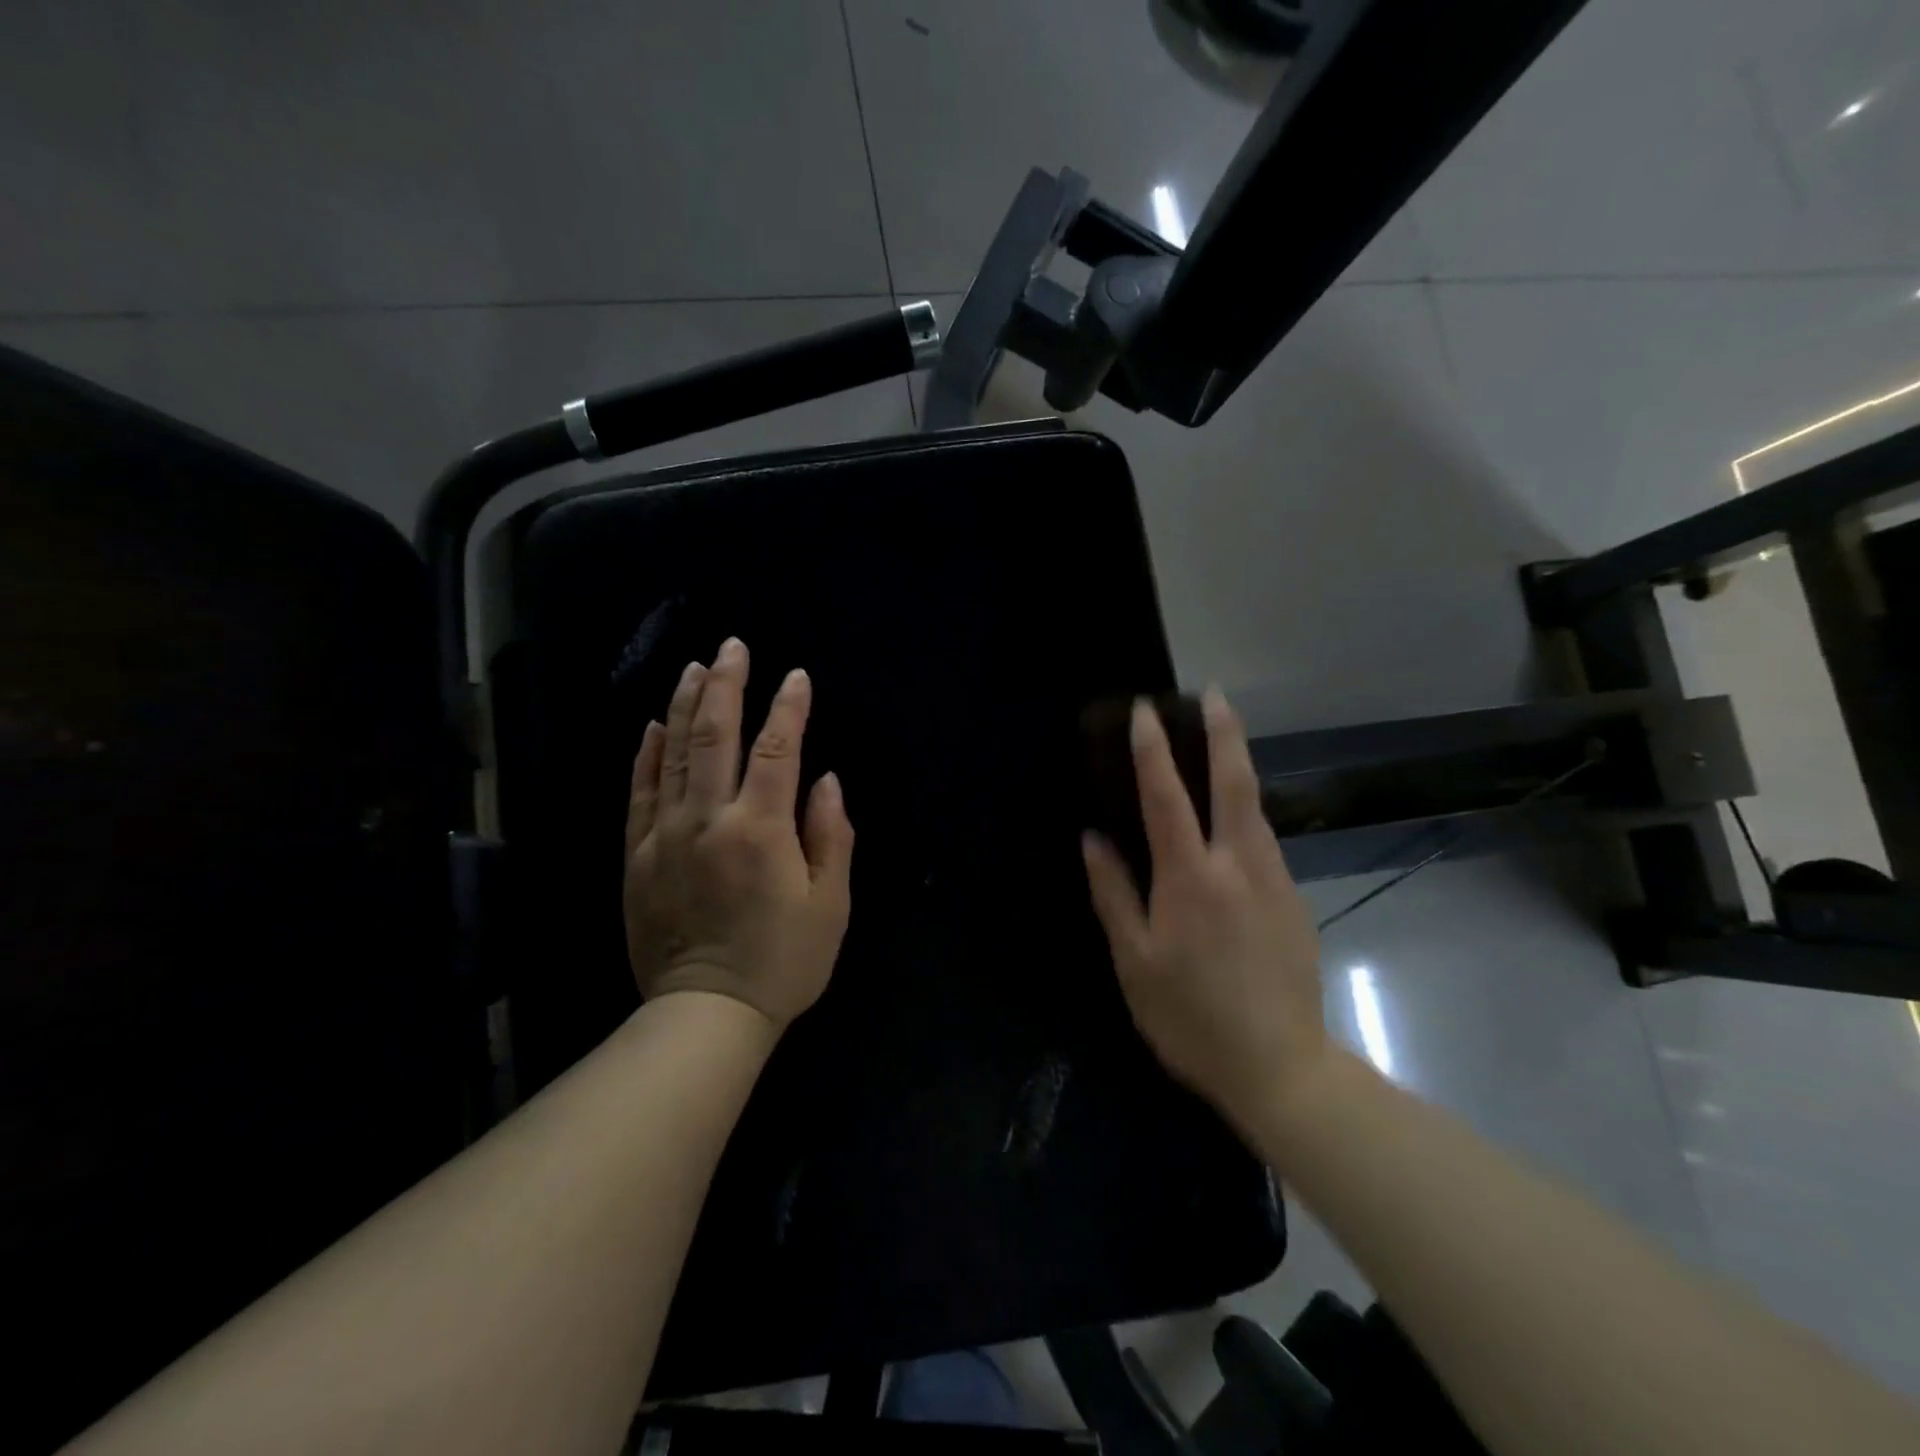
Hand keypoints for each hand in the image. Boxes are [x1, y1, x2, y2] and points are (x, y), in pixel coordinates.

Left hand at [623, 637, 853, 1029]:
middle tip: (733, 646)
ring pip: (674, 754)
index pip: (776, 750)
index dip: (789, 708)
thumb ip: (831, 835)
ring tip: (696, 667)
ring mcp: (665, 835)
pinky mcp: (637, 856)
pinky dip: (647, 754)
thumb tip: (824, 780)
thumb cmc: (784, 961)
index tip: (797, 676)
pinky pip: (639, 792)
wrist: (706, 1013)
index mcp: (761, 830)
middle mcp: (708, 820)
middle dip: (727, 685)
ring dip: (686, 706)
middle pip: (715, 736)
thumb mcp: (830, 904)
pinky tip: (654, 725)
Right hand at [1082, 689, 1330, 1138]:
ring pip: (1256, 809)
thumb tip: (1094, 839)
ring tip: (1220, 742)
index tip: (1146, 711)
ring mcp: (1274, 880)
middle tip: (1215, 694)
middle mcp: (1239, 866)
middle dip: (1224, 733)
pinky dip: (1246, 812)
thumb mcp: (1134, 962)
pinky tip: (1232, 820)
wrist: (1281, 1068)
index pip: (1167, 798)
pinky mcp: (1293, 900)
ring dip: (1238, 767)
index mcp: (1191, 879)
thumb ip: (1113, 894)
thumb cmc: (1190, 1017)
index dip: (1153, 751)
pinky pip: (1265, 841)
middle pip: (1234, 783)